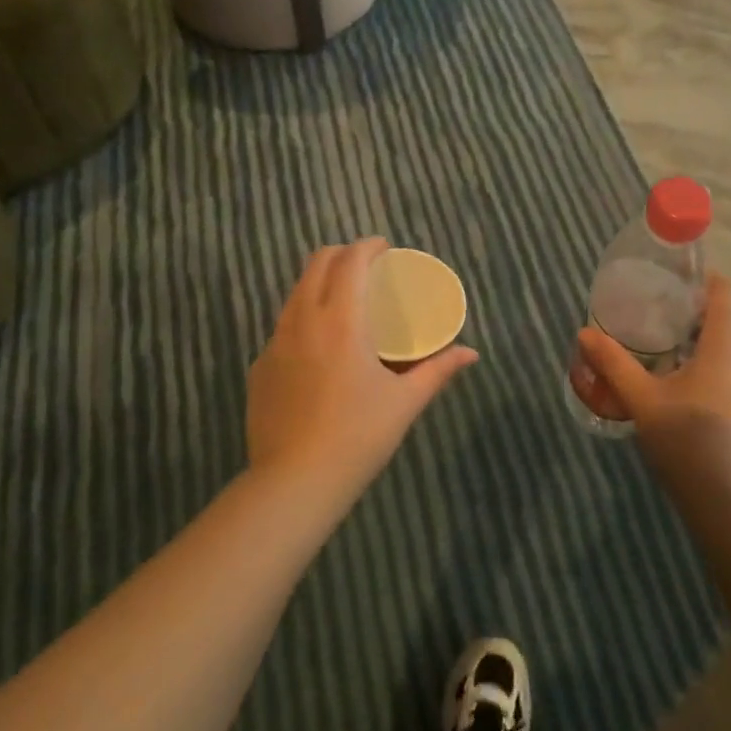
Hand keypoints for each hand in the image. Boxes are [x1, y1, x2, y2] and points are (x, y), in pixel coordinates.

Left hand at [247, 238, 477, 512]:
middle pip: (316, 263)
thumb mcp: (405, 402)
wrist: (293, 484)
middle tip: (366, 268)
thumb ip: (438, 370)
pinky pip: (283, 327)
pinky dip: (304, 318)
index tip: (384, 249)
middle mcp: (303, 320)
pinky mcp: (259, 367)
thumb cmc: (358, 437)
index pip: (350, 261)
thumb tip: (471, 354)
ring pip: (295, 292)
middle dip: (341, 254)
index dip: (368, 246)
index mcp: (341, 320)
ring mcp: (275, 343)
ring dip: (320, 282)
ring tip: (343, 300)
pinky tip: (319, 348)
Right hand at [576, 272, 730, 498]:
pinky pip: (726, 366)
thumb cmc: (687, 438)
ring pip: (725, 344)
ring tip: (657, 337)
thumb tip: (584, 332)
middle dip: (691, 307)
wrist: (727, 500)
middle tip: (653, 304)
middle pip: (723, 317)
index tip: (671, 275)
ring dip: (696, 335)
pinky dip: (702, 358)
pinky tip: (672, 374)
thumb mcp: (642, 399)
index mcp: (725, 344)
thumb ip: (614, 363)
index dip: (703, 277)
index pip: (724, 292)